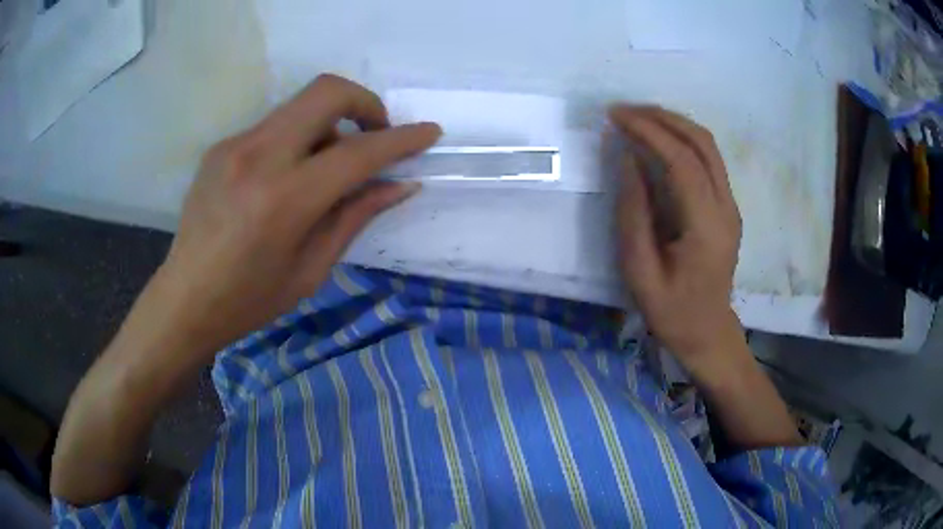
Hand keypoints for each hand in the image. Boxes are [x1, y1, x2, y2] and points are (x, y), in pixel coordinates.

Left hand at [157, 74, 440, 356]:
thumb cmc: (249, 300)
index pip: (357, 152)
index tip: (429, 132)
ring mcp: (235, 145)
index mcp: (284, 199)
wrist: (184, 300)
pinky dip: (297, 139)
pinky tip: (289, 176)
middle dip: (365, 102)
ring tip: (329, 166)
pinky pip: (274, 126)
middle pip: (326, 91)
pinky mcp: (221, 147)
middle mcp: (258, 156)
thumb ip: (355, 216)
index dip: (401, 139)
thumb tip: (400, 185)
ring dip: (330, 123)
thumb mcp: (311, 269)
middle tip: (375, 135)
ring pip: (299, 105)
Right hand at [610, 105, 742, 377]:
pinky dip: (682, 140)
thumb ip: (633, 214)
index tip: (615, 116)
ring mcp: (731, 205)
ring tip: (638, 117)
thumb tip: (627, 160)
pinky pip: (708, 160)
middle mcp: (726, 208)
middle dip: (662, 117)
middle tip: (624, 110)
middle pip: (702, 143)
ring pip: (709, 147)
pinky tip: (659, 138)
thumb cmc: (671, 312)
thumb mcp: (640, 272)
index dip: (648, 131)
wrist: (708, 332)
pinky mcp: (728, 206)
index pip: (681, 161)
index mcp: (707, 227)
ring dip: (674, 123)